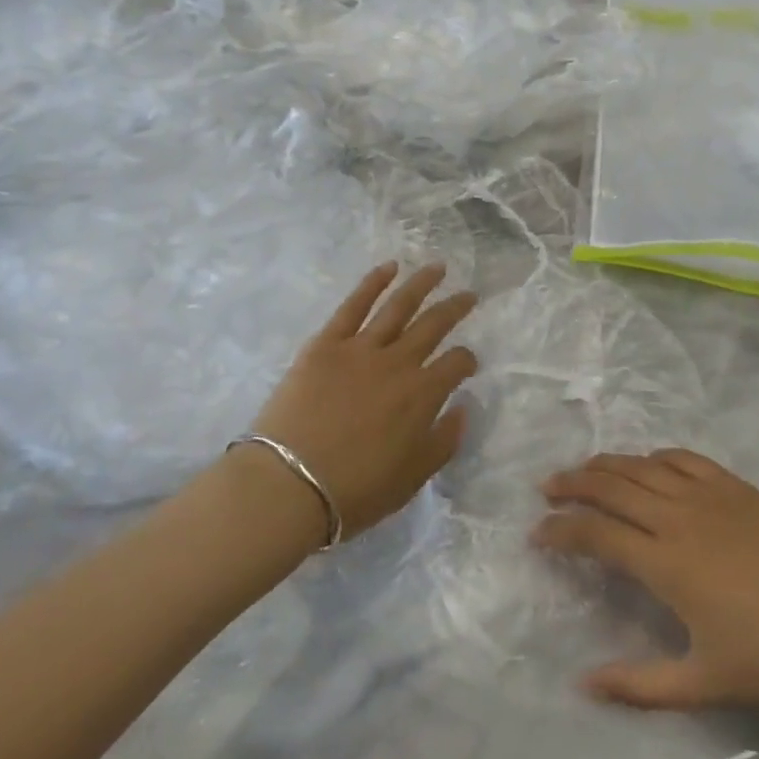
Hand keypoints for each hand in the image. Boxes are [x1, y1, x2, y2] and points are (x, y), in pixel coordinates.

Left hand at [242, 263, 477, 540]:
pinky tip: (388, 267)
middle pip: (434, 325)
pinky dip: (372, 283)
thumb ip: (444, 441)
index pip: (457, 363)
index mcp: (423, 394)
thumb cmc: (355, 491)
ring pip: (399, 306)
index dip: (467, 360)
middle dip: (456, 308)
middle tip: (469, 295)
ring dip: (421, 283)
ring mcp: (361, 348)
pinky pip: (354, 305)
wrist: (289, 484)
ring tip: (437, 267)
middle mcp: (399, 362)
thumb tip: (462, 407)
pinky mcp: (326, 343)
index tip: (468, 363)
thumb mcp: (413, 478)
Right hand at [534, 451, 758, 709]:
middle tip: (546, 489)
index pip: (595, 533)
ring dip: (604, 464)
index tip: (537, 532)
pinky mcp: (733, 485)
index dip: (559, 530)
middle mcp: (675, 516)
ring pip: (640, 466)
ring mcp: (706, 494)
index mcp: (664, 562)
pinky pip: (682, 457)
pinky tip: (646, 463)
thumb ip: (639, 684)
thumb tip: (583, 683)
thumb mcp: (703, 683)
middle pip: (609, 485)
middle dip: (571, 484)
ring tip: (582, 470)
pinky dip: (654, 456)